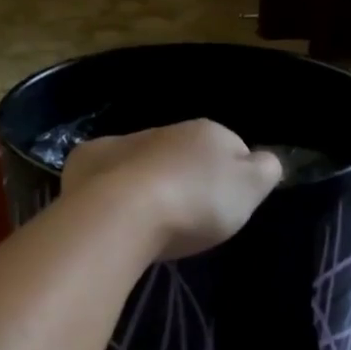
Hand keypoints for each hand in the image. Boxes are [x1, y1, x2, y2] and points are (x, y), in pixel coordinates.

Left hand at [62, 120, 281, 259]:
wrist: (120, 212)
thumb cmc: (193, 203)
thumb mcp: (248, 190)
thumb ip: (265, 171)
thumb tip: (265, 160)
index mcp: (208, 132)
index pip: (233, 148)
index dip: (232, 178)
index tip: (226, 208)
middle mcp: (164, 129)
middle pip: (185, 154)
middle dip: (187, 179)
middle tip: (187, 219)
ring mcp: (121, 143)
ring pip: (144, 161)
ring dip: (149, 182)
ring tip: (149, 220)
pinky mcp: (85, 162)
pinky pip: (105, 174)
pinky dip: (110, 188)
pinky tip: (114, 214)